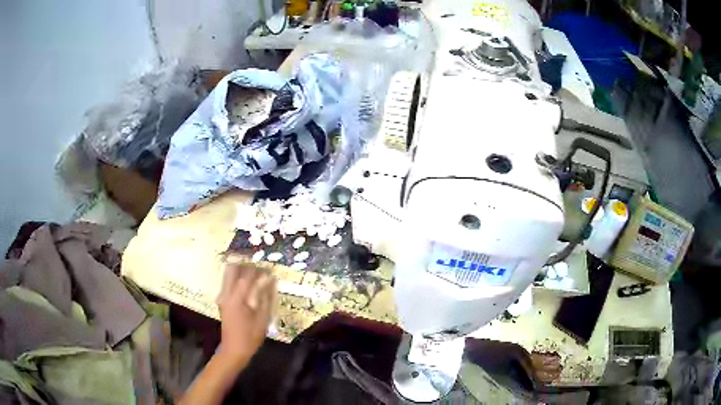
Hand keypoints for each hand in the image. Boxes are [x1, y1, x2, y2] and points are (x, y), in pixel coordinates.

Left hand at [216, 260, 276, 368]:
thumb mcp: (262, 320)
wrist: (233, 351)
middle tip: (260, 268)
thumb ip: (266, 298)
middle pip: (232, 269)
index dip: (258, 269)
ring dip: (242, 270)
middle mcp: (227, 294)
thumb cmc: (250, 338)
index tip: (269, 269)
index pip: (246, 275)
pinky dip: (239, 279)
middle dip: (246, 265)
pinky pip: (229, 283)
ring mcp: (223, 297)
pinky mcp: (223, 301)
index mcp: (237, 299)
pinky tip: (250, 286)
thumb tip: (272, 281)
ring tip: (256, 275)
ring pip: (229, 274)